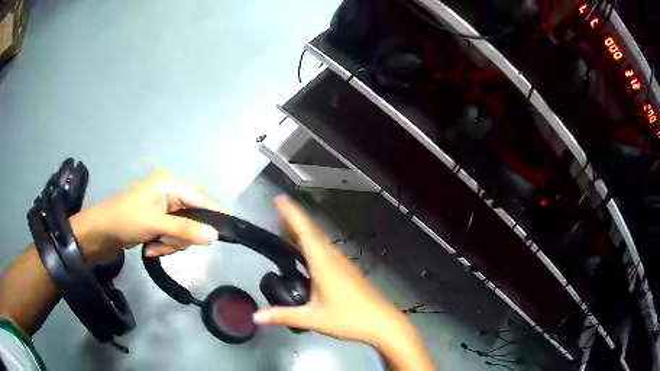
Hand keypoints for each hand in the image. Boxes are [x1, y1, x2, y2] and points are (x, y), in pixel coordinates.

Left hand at [70, 171, 228, 260]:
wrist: (102, 232)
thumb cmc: (126, 219)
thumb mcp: (155, 224)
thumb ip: (186, 229)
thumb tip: (215, 236)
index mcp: (170, 184)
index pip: (201, 197)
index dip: (217, 213)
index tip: (232, 229)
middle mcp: (171, 193)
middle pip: (195, 217)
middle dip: (182, 235)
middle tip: (167, 242)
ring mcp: (165, 209)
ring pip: (185, 230)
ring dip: (172, 243)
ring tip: (155, 245)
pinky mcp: (160, 221)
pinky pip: (175, 236)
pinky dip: (166, 244)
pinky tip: (152, 247)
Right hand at [252, 198, 413, 337]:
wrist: (380, 323)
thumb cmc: (348, 319)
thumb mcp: (312, 319)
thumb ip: (283, 316)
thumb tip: (256, 316)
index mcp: (323, 264)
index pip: (305, 233)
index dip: (292, 214)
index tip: (279, 199)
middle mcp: (333, 259)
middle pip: (312, 233)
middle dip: (294, 221)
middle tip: (276, 214)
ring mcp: (342, 264)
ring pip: (319, 242)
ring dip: (303, 233)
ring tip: (285, 232)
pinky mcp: (346, 271)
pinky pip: (325, 251)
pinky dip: (311, 246)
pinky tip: (305, 255)